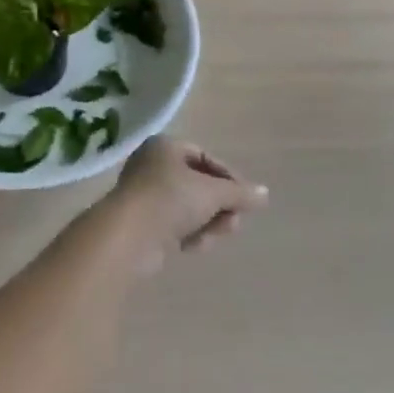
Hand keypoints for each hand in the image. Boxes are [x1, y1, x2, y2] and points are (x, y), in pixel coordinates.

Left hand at [102, 138, 267, 272]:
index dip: (228, 177)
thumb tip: (264, 194)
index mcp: (165, 147)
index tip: (245, 198)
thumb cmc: (170, 199)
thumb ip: (239, 193)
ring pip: (188, 208)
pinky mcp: (142, 225)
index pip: (204, 157)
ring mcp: (145, 196)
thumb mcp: (211, 192)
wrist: (128, 237)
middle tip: (234, 221)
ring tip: (219, 234)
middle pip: (197, 185)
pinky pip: (174, 226)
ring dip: (207, 221)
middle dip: (218, 204)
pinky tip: (196, 246)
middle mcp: (152, 166)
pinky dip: (189, 234)